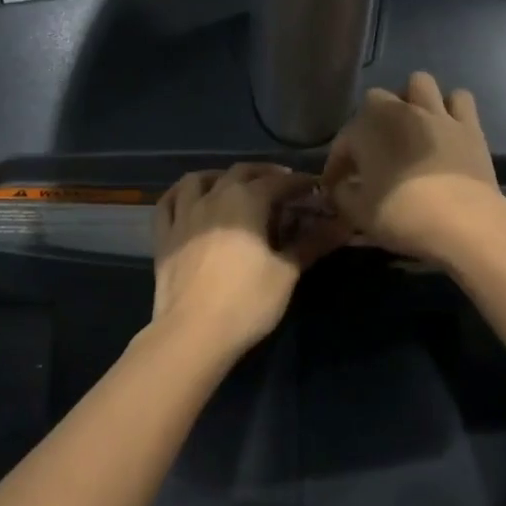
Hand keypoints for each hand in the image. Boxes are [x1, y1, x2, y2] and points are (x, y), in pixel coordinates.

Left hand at [151, 164, 348, 355]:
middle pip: (241, 172)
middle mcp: (213, 197)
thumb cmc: (247, 301)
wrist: (193, 333)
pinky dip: (180, 194)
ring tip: (233, 185)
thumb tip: (343, 226)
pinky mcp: (163, 237)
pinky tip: (189, 200)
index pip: (279, 182)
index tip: (316, 188)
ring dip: (219, 176)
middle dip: (264, 173)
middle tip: (282, 184)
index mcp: (246, 201)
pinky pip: (168, 203)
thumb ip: (311, 244)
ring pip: (198, 180)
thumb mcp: (286, 273)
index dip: (300, 183)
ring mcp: (183, 215)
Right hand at [320, 71, 505, 262]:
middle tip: (372, 149)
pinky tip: (445, 127)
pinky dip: (450, 108)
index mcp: (367, 130)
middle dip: (370, 120)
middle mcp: (400, 112)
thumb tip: (342, 186)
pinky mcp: (469, 126)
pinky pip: (459, 99)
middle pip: (376, 99)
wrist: (462, 222)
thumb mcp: (358, 213)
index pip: (344, 140)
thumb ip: (343, 194)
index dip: (337, 163)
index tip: (335, 185)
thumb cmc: (402, 216)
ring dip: (411, 99)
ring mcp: (437, 114)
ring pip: (419, 83)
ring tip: (410, 125)